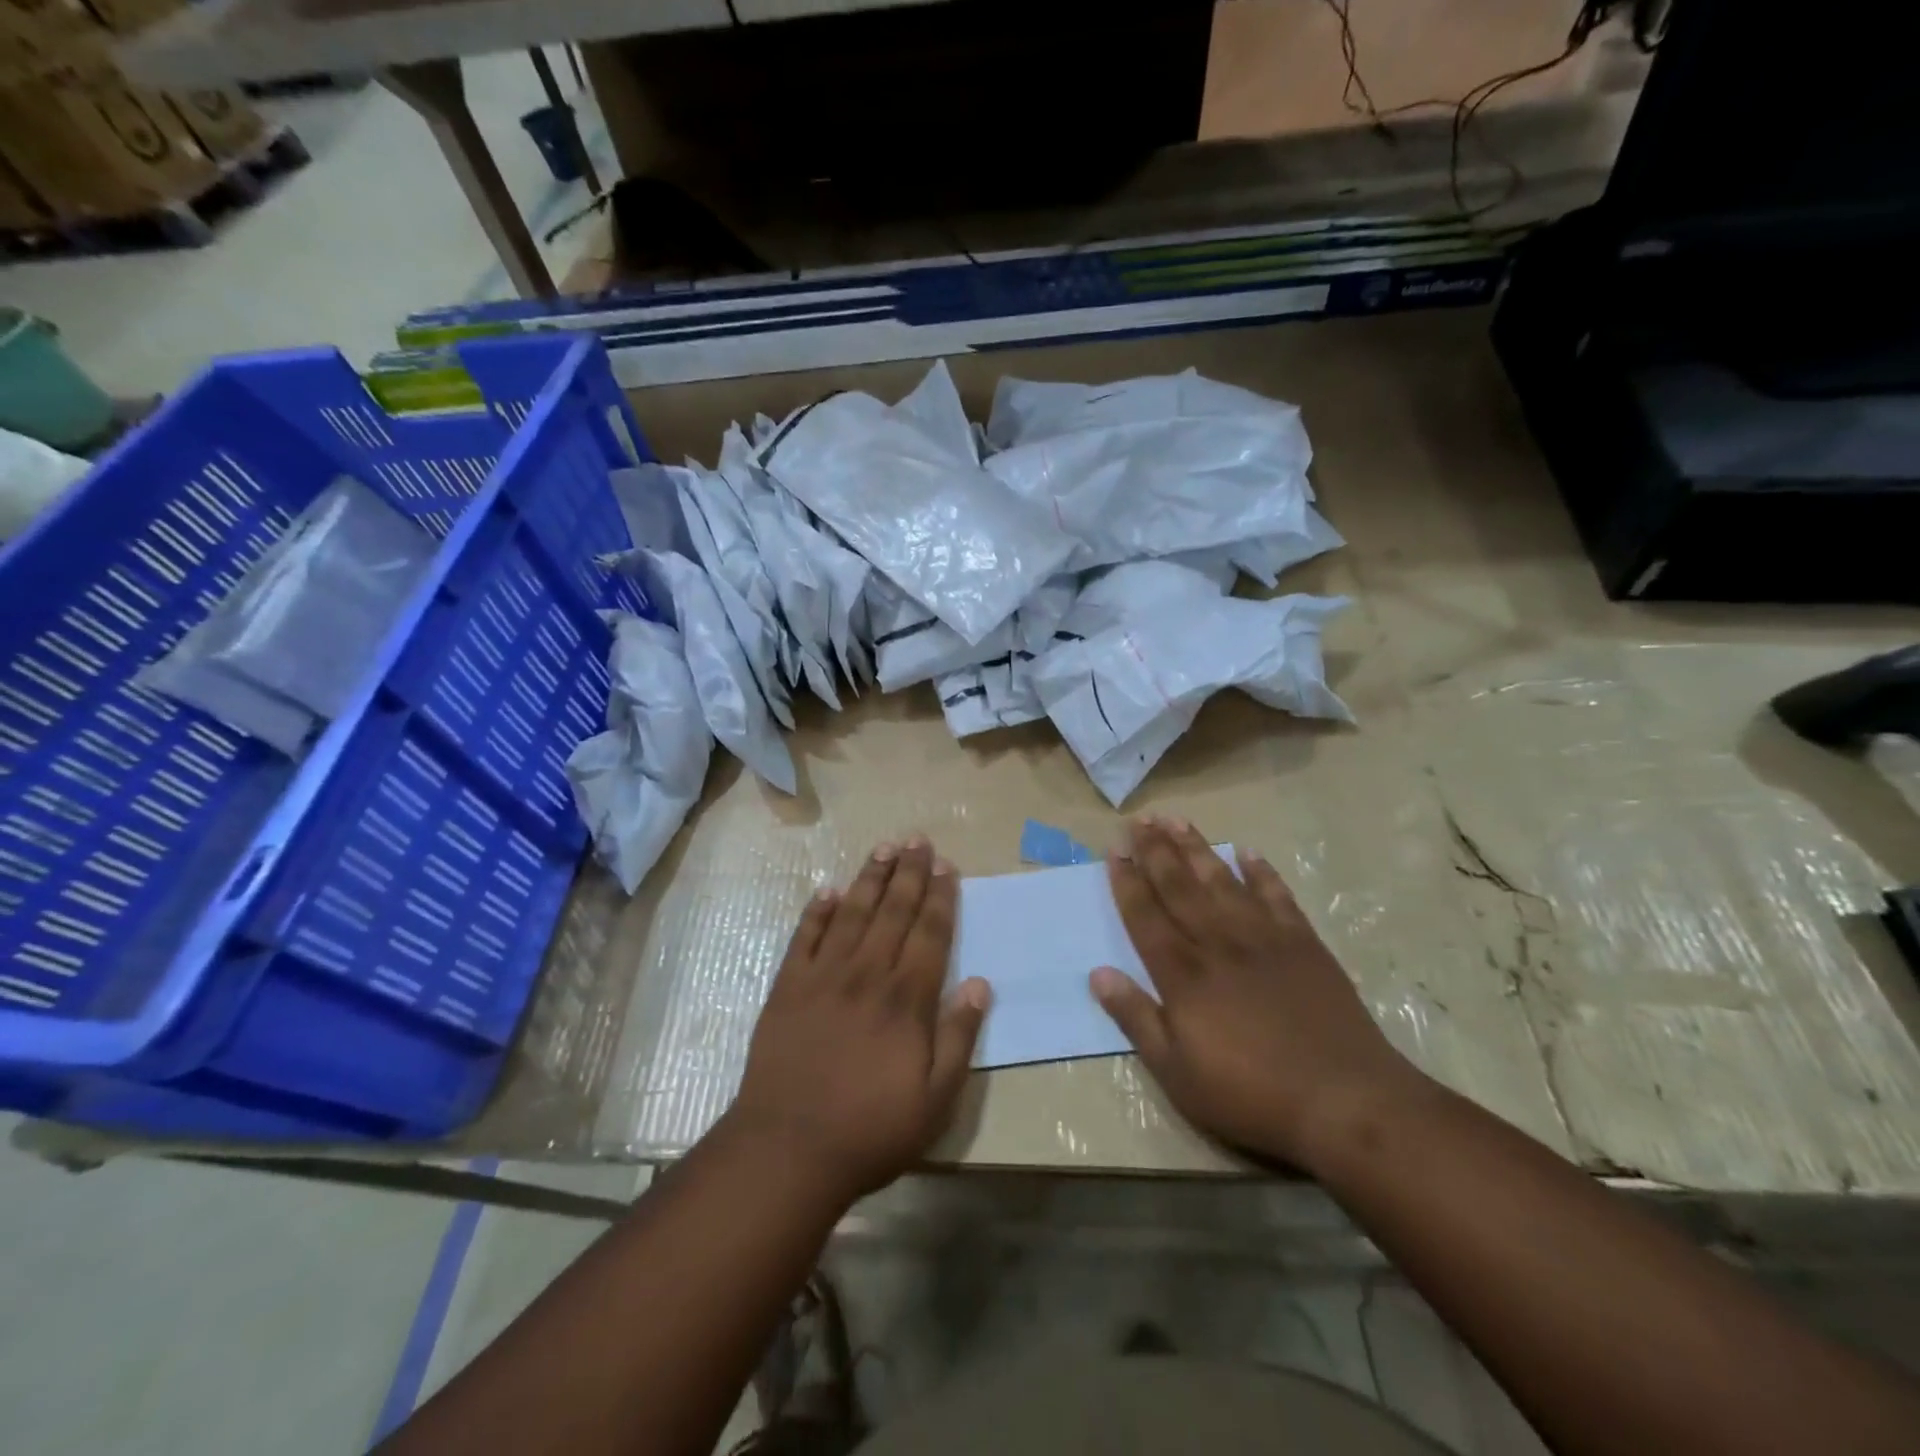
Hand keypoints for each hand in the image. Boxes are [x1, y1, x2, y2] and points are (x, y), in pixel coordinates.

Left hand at [728, 837, 991, 1204]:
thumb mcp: (935, 1099)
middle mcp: (867, 974)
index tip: (946, 866)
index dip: (940, 897)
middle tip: (918, 840)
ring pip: (853, 913)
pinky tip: (829, 891)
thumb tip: (979, 984)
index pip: (929, 933)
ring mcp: (823, 977)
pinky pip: (805, 937)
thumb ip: (959, 1037)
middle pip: (893, 911)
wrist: (787, 1149)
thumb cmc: (871, 1129)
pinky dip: (817, 911)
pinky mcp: (787, 988)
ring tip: (883, 848)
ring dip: (870, 878)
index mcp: (906, 998)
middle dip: (909, 873)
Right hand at [1091, 816, 1425, 1170]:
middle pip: (1180, 886)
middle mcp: (1218, 943)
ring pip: (1222, 880)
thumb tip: (1097, 974)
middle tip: (1138, 819)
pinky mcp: (1304, 944)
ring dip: (1197, 848)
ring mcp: (1264, 938)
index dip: (1127, 881)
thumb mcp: (1177, 1072)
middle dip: (1155, 851)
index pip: (1146, 915)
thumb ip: (1136, 1018)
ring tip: (1176, 819)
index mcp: (1183, 974)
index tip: (1114, 850)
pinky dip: (1261, 872)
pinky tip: (1248, 852)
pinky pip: (1277, 896)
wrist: (1344, 1100)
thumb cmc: (1250, 1093)